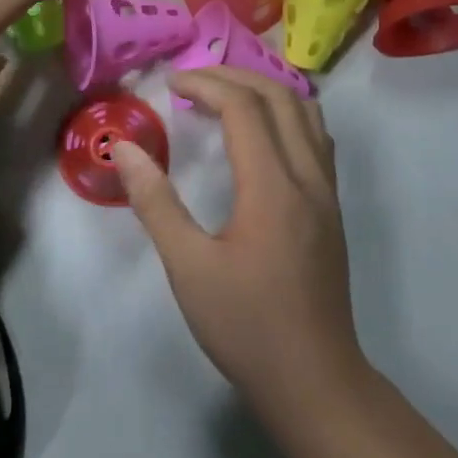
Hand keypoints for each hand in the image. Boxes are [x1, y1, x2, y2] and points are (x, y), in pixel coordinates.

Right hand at [112, 67, 365, 420]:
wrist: (314, 381)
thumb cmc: (246, 326)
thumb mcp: (188, 267)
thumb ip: (155, 203)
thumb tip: (125, 150)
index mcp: (273, 187)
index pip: (244, 108)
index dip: (206, 85)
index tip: (170, 86)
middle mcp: (308, 177)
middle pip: (280, 97)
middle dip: (234, 76)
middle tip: (192, 82)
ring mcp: (327, 193)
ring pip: (306, 114)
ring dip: (265, 91)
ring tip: (223, 96)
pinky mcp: (331, 209)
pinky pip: (315, 138)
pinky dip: (285, 115)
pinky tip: (260, 134)